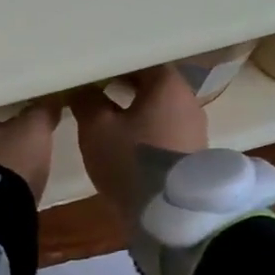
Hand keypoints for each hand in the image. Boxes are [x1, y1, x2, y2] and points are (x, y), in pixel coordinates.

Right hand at [69, 66, 207, 231]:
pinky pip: (165, 130)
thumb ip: (87, 101)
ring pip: (159, 109)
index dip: (114, 63)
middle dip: (123, 86)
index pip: (141, 60)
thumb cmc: (131, 161)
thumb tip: (80, 87)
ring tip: (105, 117)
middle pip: (152, 84)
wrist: (167, 215)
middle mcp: (188, 100)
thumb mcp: (97, 129)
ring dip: (134, 110)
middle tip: (93, 90)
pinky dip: (146, 130)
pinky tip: (125, 141)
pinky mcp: (192, 154)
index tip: (92, 70)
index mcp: (168, 84)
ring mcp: (194, 129)